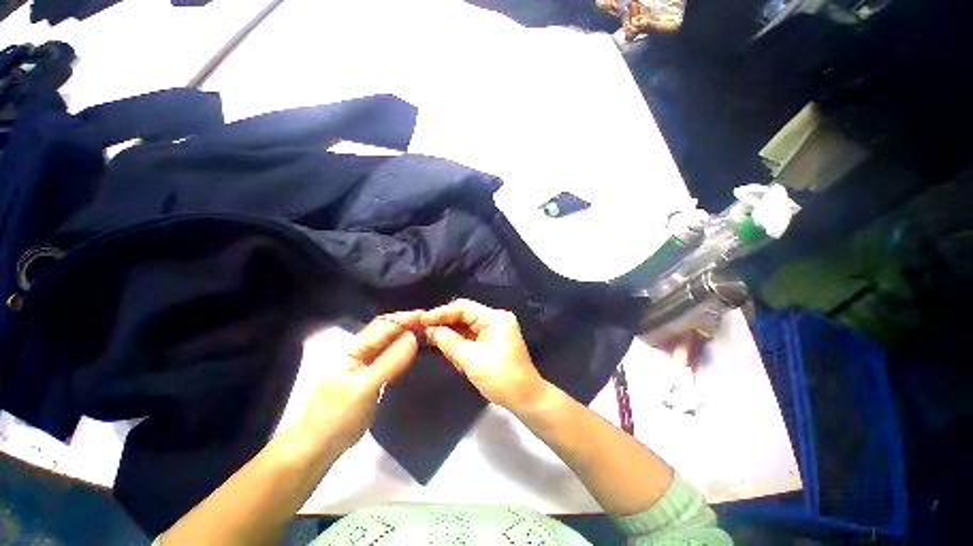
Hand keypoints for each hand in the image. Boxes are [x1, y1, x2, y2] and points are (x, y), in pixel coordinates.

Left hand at [297, 312, 419, 454]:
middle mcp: (360, 353)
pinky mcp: (373, 378)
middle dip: (407, 323)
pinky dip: (405, 350)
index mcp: (353, 350)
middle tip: (431, 322)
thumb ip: (389, 362)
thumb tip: (413, 336)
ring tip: (428, 331)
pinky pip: (391, 357)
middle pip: (386, 331)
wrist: (319, 447)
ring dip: (407, 335)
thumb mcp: (363, 388)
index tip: (426, 315)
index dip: (403, 318)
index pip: (382, 326)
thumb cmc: (336, 416)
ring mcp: (366, 366)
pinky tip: (415, 349)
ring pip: (390, 343)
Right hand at [421, 299, 546, 410]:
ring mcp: (495, 330)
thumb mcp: (470, 359)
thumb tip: (429, 329)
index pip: (463, 307)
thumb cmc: (501, 377)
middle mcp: (495, 319)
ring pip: (466, 327)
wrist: (525, 398)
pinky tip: (449, 350)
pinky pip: (472, 337)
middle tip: (424, 333)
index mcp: (494, 318)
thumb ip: (448, 341)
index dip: (441, 313)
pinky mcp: (493, 341)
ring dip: (451, 335)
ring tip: (434, 342)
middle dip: (445, 325)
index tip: (421, 320)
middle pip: (464, 316)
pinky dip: (460, 343)